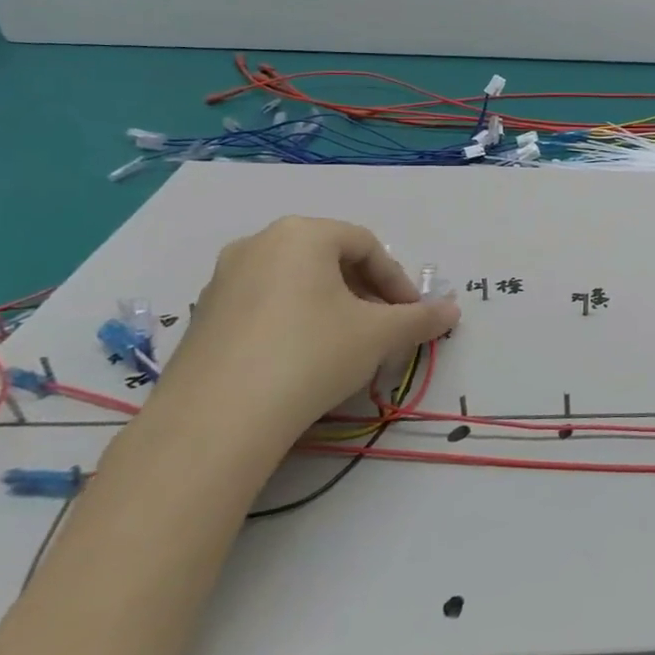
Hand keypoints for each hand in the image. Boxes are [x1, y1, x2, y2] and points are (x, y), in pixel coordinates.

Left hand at [154, 216, 459, 445]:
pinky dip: (296, 324)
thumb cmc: (312, 354)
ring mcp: (222, 282)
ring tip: (350, 347)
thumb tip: (452, 311)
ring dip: (333, 309)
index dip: (397, 281)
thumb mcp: (381, 335)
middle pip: (330, 261)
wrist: (216, 420)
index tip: (412, 315)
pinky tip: (306, 362)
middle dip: (365, 294)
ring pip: (297, 285)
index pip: (367, 246)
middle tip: (385, 328)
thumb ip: (421, 318)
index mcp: (302, 234)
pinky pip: (265, 308)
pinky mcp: (202, 320)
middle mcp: (258, 245)